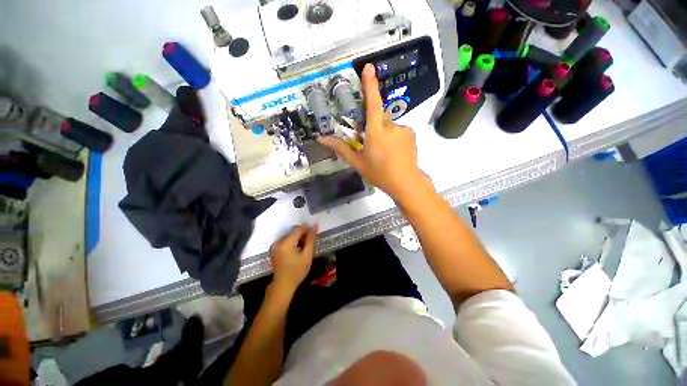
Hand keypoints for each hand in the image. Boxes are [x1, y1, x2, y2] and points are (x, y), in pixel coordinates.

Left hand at [269, 225, 317, 291]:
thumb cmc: (297, 271)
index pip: (298, 229)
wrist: (283, 285)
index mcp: (286, 243)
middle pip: (293, 232)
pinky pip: (284, 241)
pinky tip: (296, 251)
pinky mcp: (273, 249)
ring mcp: (274, 246)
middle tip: (309, 243)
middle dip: (302, 235)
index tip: (314, 234)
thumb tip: (314, 226)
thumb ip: (311, 239)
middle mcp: (278, 242)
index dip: (307, 229)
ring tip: (303, 248)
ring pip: (289, 236)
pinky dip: (291, 243)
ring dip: (297, 239)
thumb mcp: (307, 255)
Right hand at [317, 64, 432, 201]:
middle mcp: (390, 126)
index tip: (368, 67)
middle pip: (378, 117)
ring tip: (383, 152)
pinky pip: (398, 130)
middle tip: (371, 144)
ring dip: (383, 134)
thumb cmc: (379, 173)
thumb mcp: (357, 162)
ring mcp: (403, 129)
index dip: (370, 84)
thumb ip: (340, 148)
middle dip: (372, 126)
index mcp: (376, 132)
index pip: (372, 103)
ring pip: (388, 125)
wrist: (406, 183)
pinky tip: (393, 152)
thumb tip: (321, 138)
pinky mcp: (411, 134)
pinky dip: (393, 137)